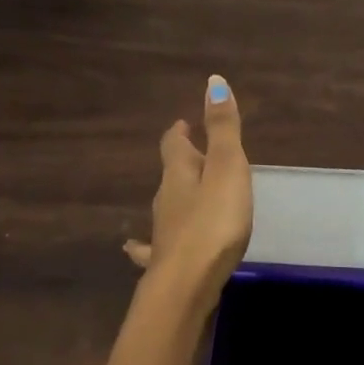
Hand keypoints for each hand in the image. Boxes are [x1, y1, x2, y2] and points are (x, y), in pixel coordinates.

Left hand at [123, 76, 252, 310]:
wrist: (187, 283)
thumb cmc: (214, 222)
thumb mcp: (227, 169)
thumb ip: (223, 129)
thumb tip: (213, 81)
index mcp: (179, 173)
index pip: (174, 144)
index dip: (180, 132)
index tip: (184, 123)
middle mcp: (166, 199)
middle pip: (172, 173)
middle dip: (183, 162)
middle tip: (196, 155)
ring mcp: (163, 231)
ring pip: (168, 206)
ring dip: (178, 196)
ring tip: (191, 194)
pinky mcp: (166, 261)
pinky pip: (156, 245)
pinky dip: (149, 241)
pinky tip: (136, 248)